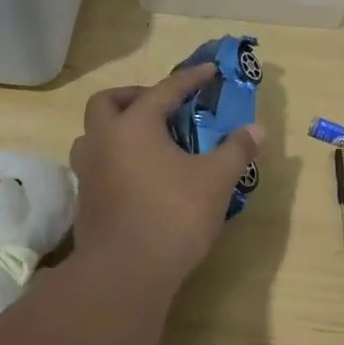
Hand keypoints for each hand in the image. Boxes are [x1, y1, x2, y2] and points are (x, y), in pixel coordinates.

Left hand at [71, 63, 265, 287]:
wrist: (126, 273)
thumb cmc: (173, 215)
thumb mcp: (216, 180)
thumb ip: (236, 150)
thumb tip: (257, 130)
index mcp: (134, 126)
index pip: (164, 90)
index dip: (190, 79)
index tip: (210, 71)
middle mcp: (103, 140)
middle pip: (108, 102)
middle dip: (135, 96)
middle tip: (163, 107)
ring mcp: (88, 171)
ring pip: (93, 134)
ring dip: (117, 128)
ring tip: (148, 141)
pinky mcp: (85, 200)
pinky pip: (97, 163)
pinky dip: (116, 158)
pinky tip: (140, 175)